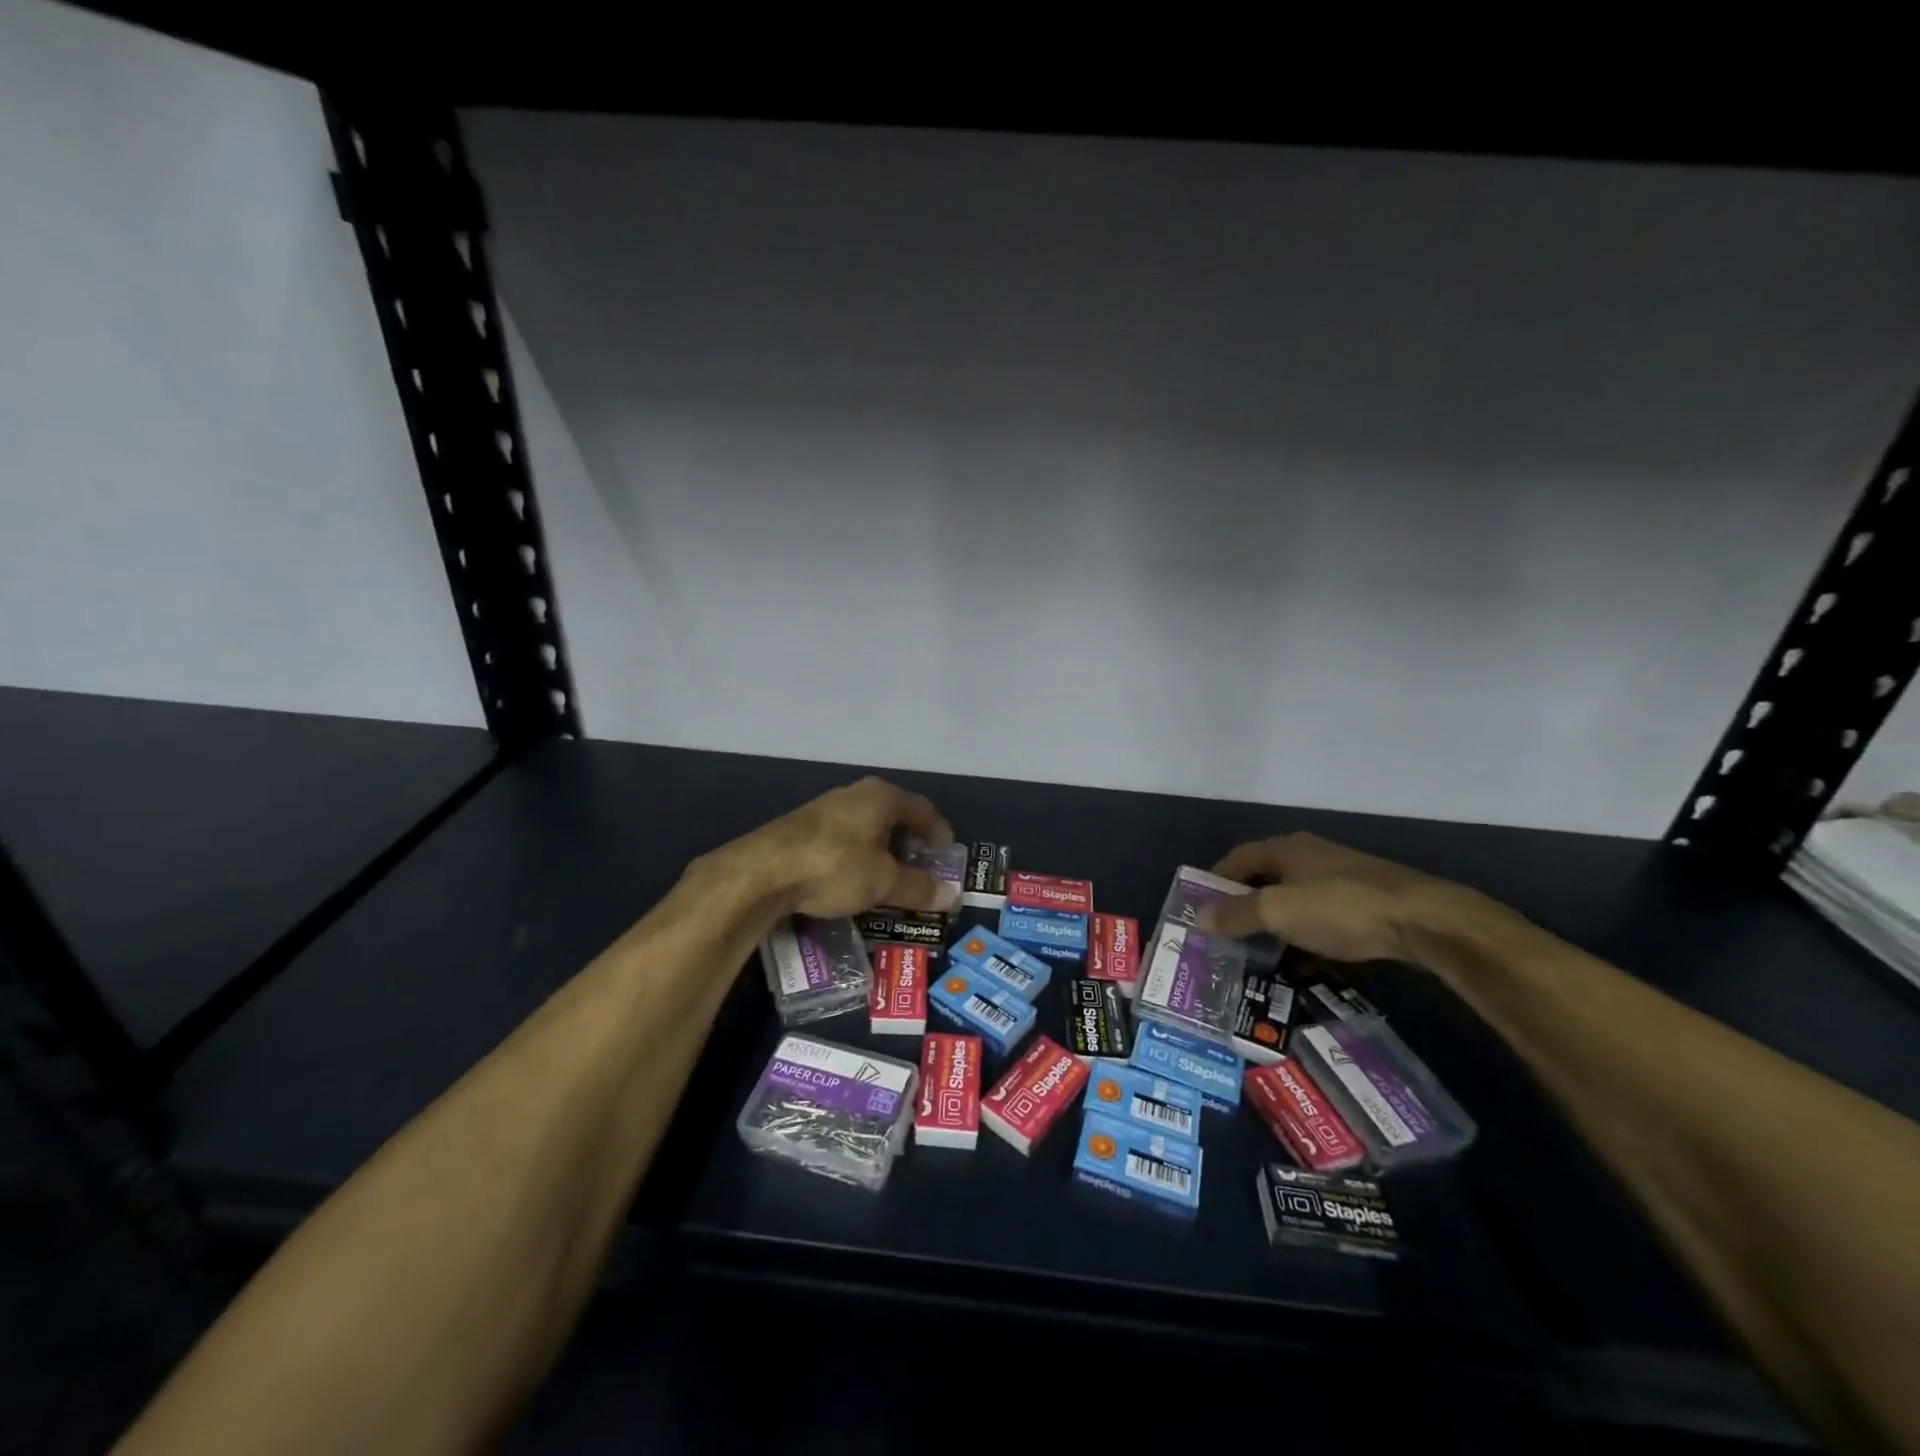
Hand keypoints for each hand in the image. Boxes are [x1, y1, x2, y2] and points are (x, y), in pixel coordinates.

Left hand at [723, 776, 960, 919]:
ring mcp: (826, 807)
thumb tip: (952, 894)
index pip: (923, 810)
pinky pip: (844, 837)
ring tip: (889, 877)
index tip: (947, 855)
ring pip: (867, 826)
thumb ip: (918, 887)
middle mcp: (856, 794)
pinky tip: (853, 878)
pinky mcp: (803, 826)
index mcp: (882, 797)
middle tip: (921, 869)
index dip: (939, 832)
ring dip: (882, 850)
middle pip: (894, 815)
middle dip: (910, 842)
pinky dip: (858, 855)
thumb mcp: (883, 882)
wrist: (762, 871)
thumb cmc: (835, 866)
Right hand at [1198, 832, 1483, 963]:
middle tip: (1226, 935)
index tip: (1200, 908)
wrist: (1424, 921)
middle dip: (1244, 906)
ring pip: (1294, 900)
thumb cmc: (1340, 907)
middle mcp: (1311, 856)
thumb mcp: (1278, 911)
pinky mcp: (1365, 903)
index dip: (1215, 880)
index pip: (1237, 858)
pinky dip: (1305, 936)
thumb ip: (1237, 914)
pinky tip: (1303, 962)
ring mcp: (1341, 878)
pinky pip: (1321, 917)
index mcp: (1286, 848)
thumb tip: (1200, 918)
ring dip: (1275, 924)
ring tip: (1259, 953)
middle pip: (1265, 878)